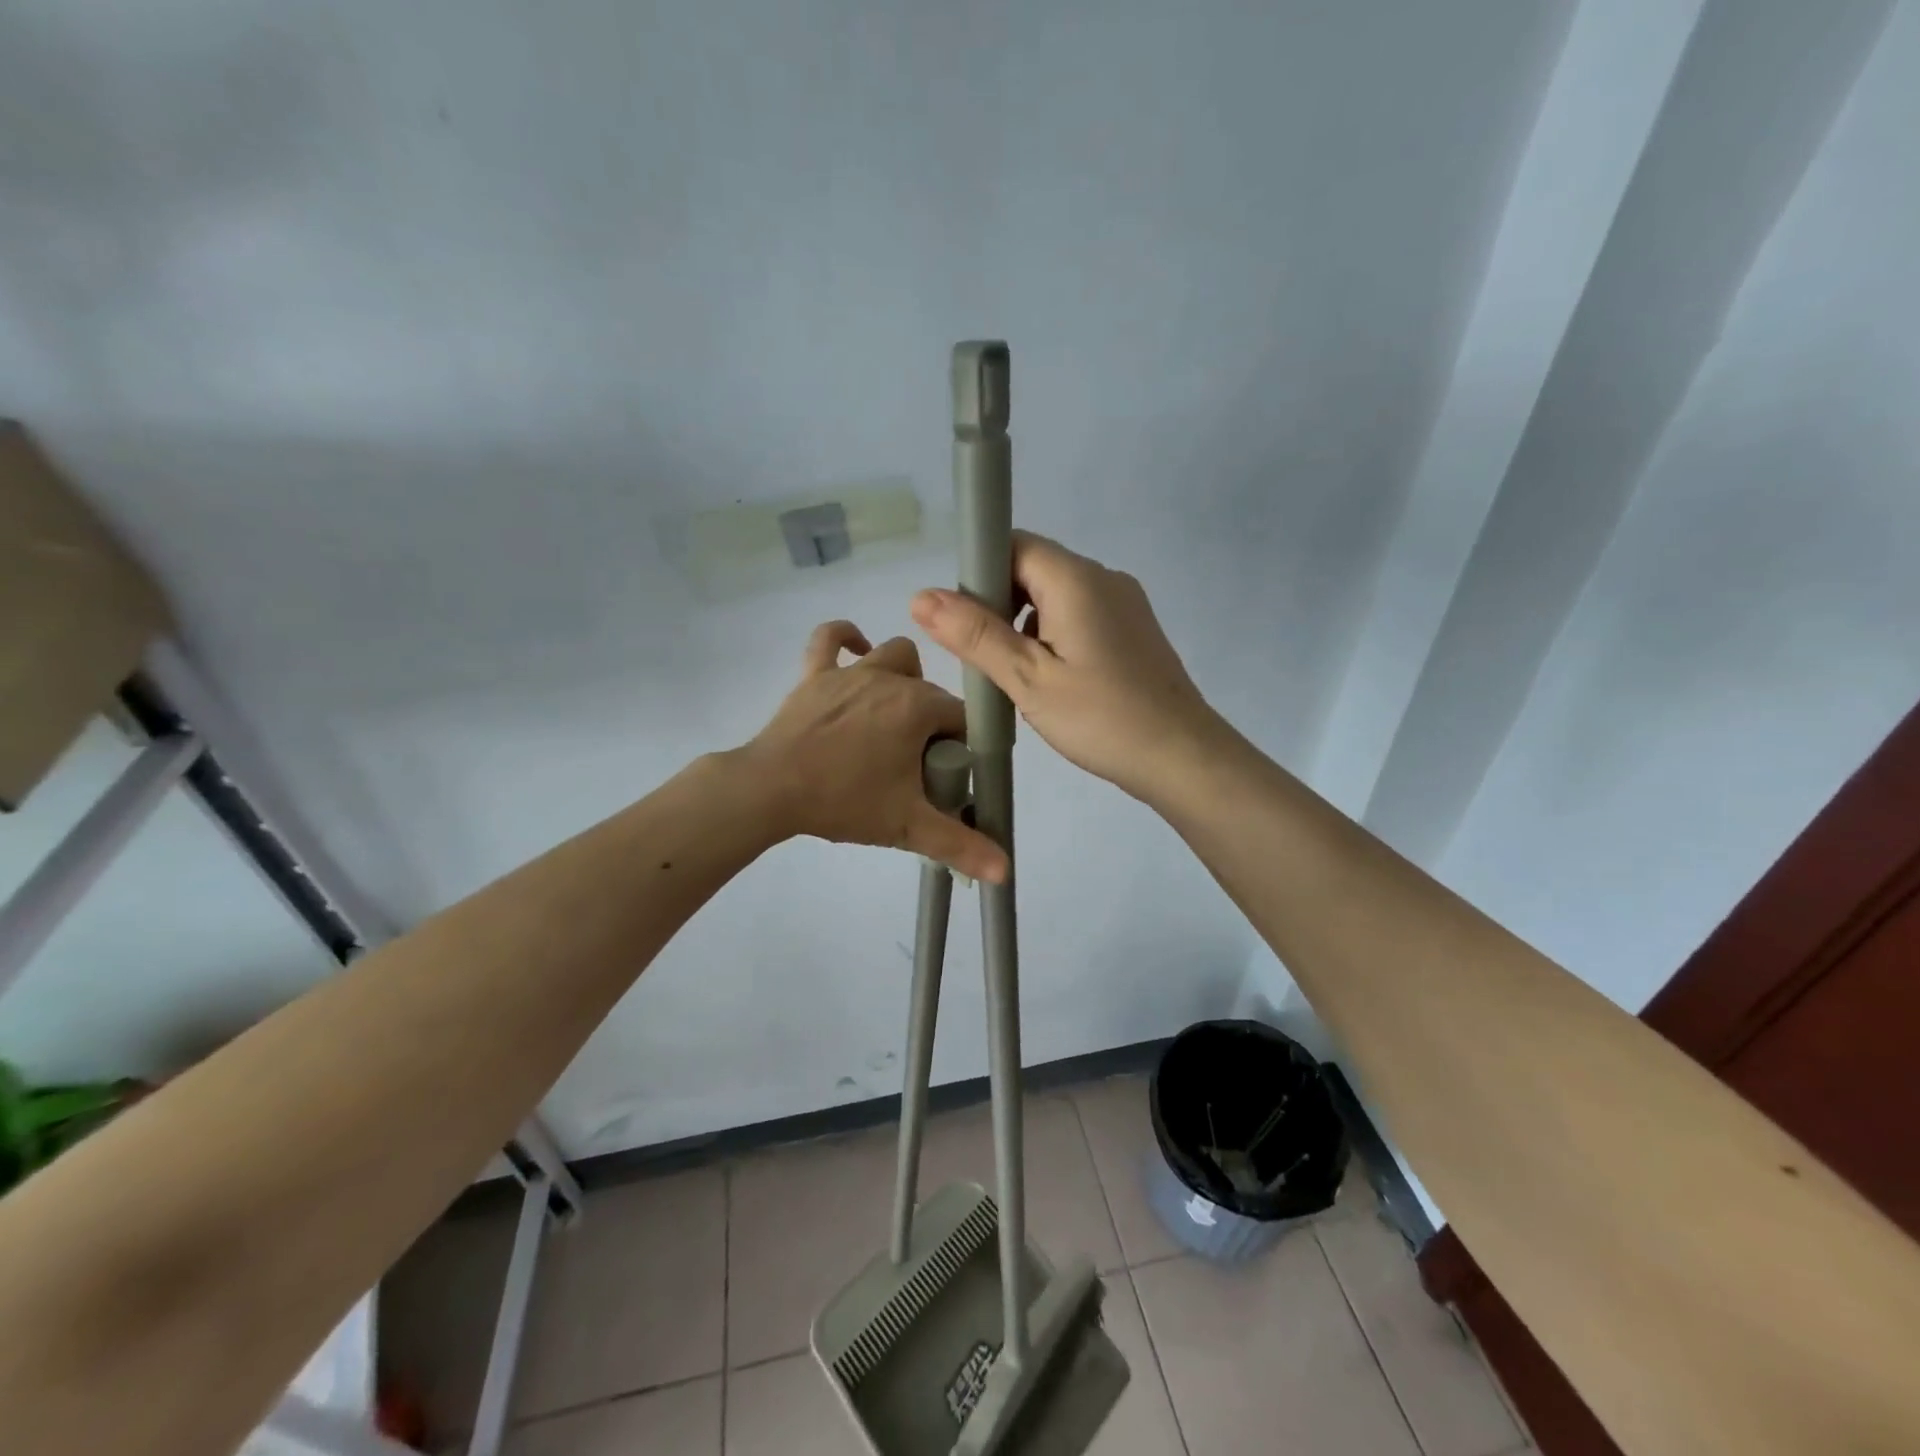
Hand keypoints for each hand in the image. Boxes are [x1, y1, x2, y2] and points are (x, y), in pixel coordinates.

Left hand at [743, 621, 1008, 882]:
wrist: (770, 791)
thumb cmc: (844, 801)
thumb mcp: (908, 827)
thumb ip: (961, 846)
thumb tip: (1005, 872)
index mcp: (918, 707)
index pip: (961, 718)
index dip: (961, 746)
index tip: (947, 775)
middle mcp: (889, 679)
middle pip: (930, 691)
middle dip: (934, 720)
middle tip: (917, 763)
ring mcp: (850, 672)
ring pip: (893, 656)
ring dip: (904, 677)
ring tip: (896, 713)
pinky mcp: (814, 674)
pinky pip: (830, 639)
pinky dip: (846, 637)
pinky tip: (858, 648)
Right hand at [911, 532, 1219, 804]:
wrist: (1181, 757)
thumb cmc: (1101, 718)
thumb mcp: (1028, 679)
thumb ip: (975, 635)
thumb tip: (921, 596)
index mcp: (1076, 579)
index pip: (1013, 544)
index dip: (979, 572)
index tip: (962, 620)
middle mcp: (1103, 578)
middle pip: (1033, 567)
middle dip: (998, 603)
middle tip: (983, 657)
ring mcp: (1124, 603)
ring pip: (1055, 595)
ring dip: (1024, 623)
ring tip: (1013, 675)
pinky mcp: (1133, 630)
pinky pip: (1078, 616)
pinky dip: (1052, 636)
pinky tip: (1049, 680)